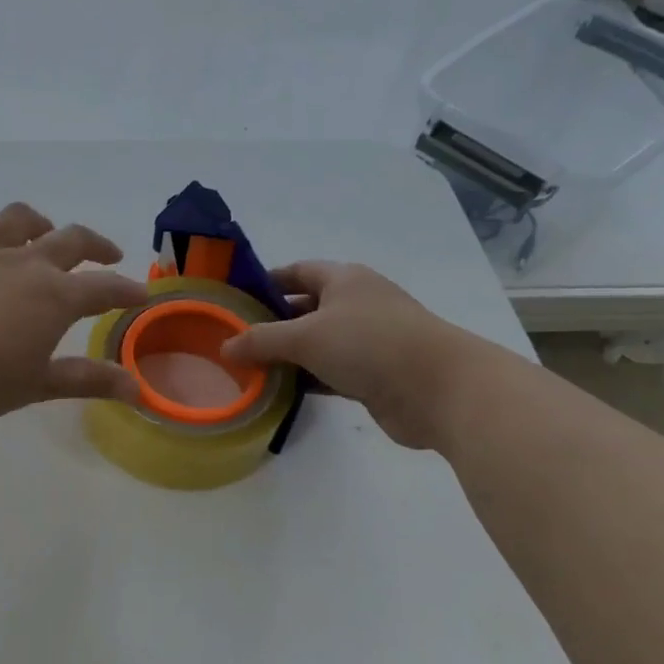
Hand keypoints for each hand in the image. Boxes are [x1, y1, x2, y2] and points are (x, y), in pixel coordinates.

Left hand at [0, 203, 149, 428]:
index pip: (105, 288)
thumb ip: (88, 381)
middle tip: (108, 255)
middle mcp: (24, 263)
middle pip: (71, 240)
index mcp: (54, 297)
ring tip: (45, 233)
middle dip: (96, 245)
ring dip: (39, 222)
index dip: (127, 291)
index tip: (141, 294)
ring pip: (18, 218)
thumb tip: (137, 390)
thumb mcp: (38, 385)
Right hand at [218, 261, 482, 449]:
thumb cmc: (370, 345)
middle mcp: (356, 304)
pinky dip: (306, 379)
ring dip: (287, 356)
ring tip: (248, 369)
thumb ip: (260, 341)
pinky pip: (329, 372)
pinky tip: (279, 392)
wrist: (439, 389)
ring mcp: (368, 340)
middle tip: (234, 340)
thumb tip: (224, 347)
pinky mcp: (373, 373)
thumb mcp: (305, 337)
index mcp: (344, 280)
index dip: (266, 282)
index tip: (235, 300)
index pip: (297, 271)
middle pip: (304, 308)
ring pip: (316, 343)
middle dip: (271, 323)